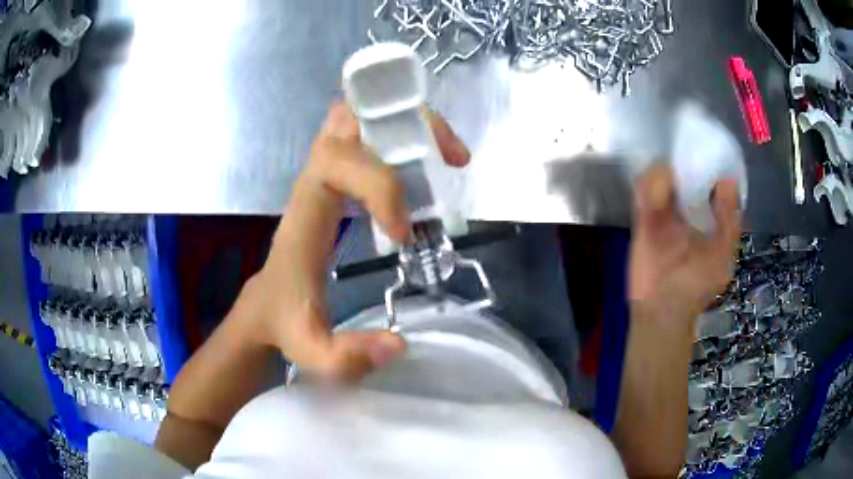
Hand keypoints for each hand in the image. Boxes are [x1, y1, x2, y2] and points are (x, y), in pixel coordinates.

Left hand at [245, 103, 469, 380]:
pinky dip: (402, 137)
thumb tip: (398, 343)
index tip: (404, 233)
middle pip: (351, 120)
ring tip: (449, 156)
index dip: (380, 186)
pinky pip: (368, 137)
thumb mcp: (309, 349)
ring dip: (409, 125)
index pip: (336, 162)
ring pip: (361, 119)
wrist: (266, 306)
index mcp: (306, 211)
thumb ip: (344, 357)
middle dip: (404, 126)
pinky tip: (430, 169)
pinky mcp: (339, 179)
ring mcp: (326, 173)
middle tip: (448, 157)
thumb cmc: (284, 320)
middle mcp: (314, 179)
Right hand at [628, 164, 740, 321]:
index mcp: (709, 216)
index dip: (710, 162)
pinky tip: (650, 195)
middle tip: (681, 155)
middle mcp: (688, 209)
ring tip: (664, 182)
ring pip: (660, 178)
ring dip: (661, 174)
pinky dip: (645, 187)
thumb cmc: (696, 288)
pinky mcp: (642, 220)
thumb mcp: (722, 258)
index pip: (711, 180)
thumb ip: (728, 224)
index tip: (707, 149)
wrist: (661, 313)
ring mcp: (664, 214)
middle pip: (684, 171)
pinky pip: (641, 195)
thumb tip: (729, 181)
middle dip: (683, 161)